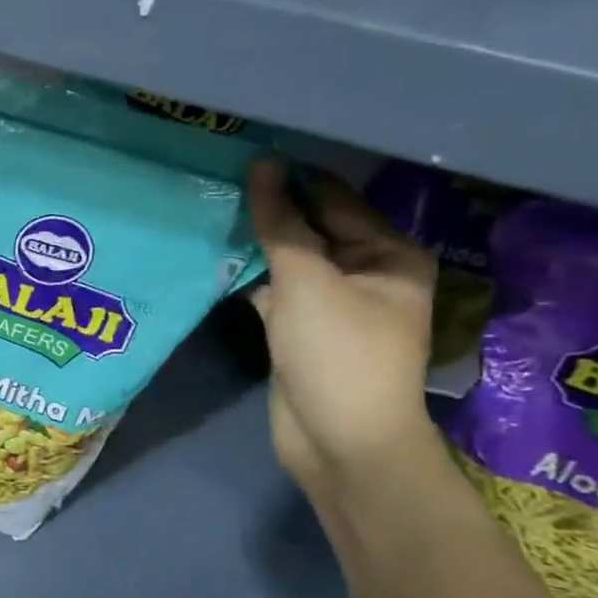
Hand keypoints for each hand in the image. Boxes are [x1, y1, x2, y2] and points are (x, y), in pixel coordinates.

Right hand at [245, 160, 439, 502]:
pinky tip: (214, 257)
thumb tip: (263, 166)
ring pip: (289, 259)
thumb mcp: (308, 281)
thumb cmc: (337, 353)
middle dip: (270, 209)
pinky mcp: (301, 328)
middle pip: (312, 227)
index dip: (292, 178)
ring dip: (255, 242)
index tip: (242, 155)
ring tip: (209, 210)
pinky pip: (274, 288)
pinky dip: (249, 275)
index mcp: (388, 254)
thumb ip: (282, 224)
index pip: (335, 200)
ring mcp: (331, 303)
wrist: (341, 442)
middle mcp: (365, 273)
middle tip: (217, 180)